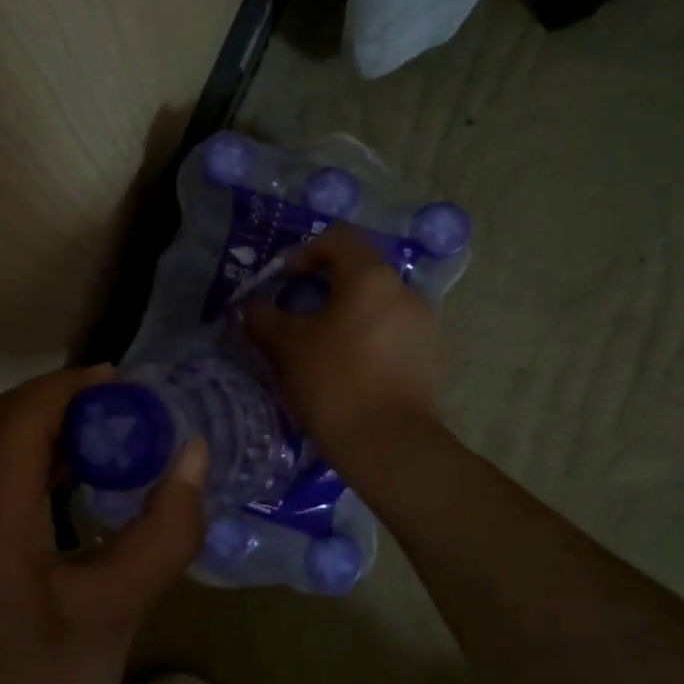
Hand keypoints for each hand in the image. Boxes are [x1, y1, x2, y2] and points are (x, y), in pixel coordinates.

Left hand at [0, 366, 207, 683]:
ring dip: (42, 435)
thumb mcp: (113, 620)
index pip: (20, 419)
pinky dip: (22, 469)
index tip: (132, 385)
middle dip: (62, 405)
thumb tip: (192, 458)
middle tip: (130, 413)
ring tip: (109, 441)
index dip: (74, 388)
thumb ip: (162, 532)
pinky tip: (68, 490)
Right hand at [245, 224, 448, 464]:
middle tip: (300, 316)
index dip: (305, 251)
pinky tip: (354, 372)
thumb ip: (262, 318)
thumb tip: (250, 309)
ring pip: (379, 306)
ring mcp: (425, 325)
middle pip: (361, 273)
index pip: (338, 238)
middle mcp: (405, 291)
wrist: (387, 444)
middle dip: (327, 288)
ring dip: (350, 316)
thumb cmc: (333, 382)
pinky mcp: (432, 358)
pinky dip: (371, 341)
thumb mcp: (285, 347)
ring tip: (326, 348)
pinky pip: (395, 335)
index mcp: (371, 277)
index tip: (284, 280)